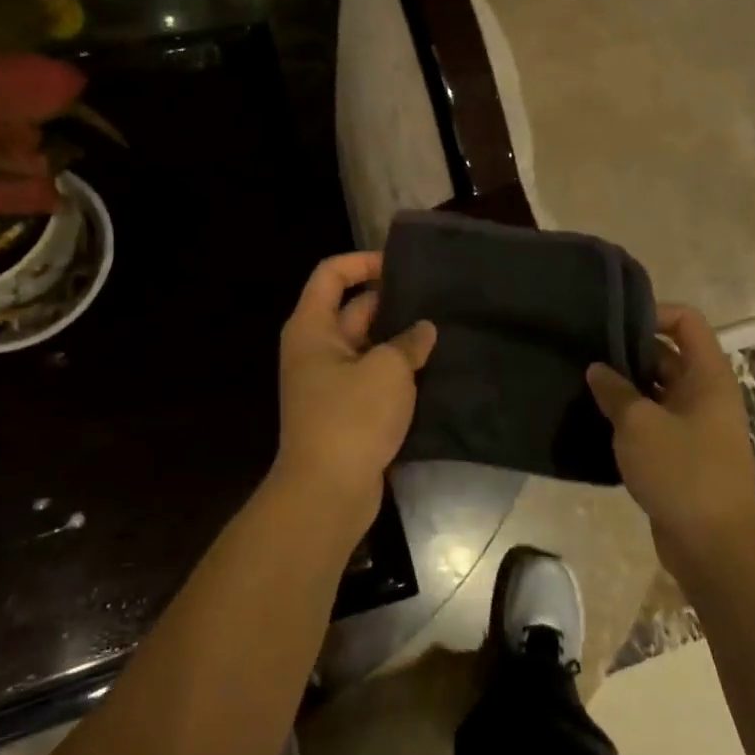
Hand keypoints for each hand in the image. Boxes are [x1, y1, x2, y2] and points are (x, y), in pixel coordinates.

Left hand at [273, 251, 436, 543]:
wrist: (328, 492)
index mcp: (313, 327)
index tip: (400, 266)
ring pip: (368, 346)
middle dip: (391, 302)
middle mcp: (316, 349)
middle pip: (353, 309)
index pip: (331, 274)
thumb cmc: (351, 417)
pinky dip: (398, 372)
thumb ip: (408, 342)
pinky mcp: (346, 411)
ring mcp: (330, 382)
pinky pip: (373, 378)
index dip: (363, 262)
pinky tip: (434, 369)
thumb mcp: (387, 370)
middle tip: (435, 298)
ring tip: (442, 330)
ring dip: (399, 339)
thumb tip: (423, 330)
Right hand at [587, 304, 754, 556]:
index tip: (613, 323)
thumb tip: (597, 369)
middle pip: (667, 356)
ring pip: (656, 392)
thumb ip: (615, 391)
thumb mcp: (640, 425)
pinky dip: (628, 419)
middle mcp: (704, 394)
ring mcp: (694, 426)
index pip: (686, 322)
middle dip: (628, 352)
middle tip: (584, 353)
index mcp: (707, 376)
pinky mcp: (681, 455)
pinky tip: (594, 421)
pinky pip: (653, 423)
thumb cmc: (683, 472)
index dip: (653, 313)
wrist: (715, 546)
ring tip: (582, 384)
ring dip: (624, 388)